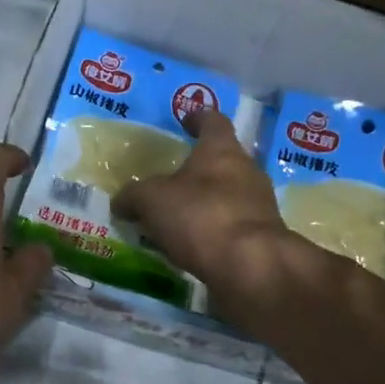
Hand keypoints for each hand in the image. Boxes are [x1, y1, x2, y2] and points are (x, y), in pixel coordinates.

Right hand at [111, 109, 292, 301]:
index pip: (213, 121)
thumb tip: (121, 202)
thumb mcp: (152, 201)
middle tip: (172, 180)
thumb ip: (134, 196)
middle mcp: (247, 171)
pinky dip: (214, 231)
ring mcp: (260, 205)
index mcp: (221, 150)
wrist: (251, 266)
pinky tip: (194, 246)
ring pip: (229, 195)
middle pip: (223, 161)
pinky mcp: (262, 238)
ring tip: (179, 218)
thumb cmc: (201, 216)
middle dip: (199, 169)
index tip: (185, 119)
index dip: (198, 118)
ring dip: (206, 203)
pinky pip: (232, 226)